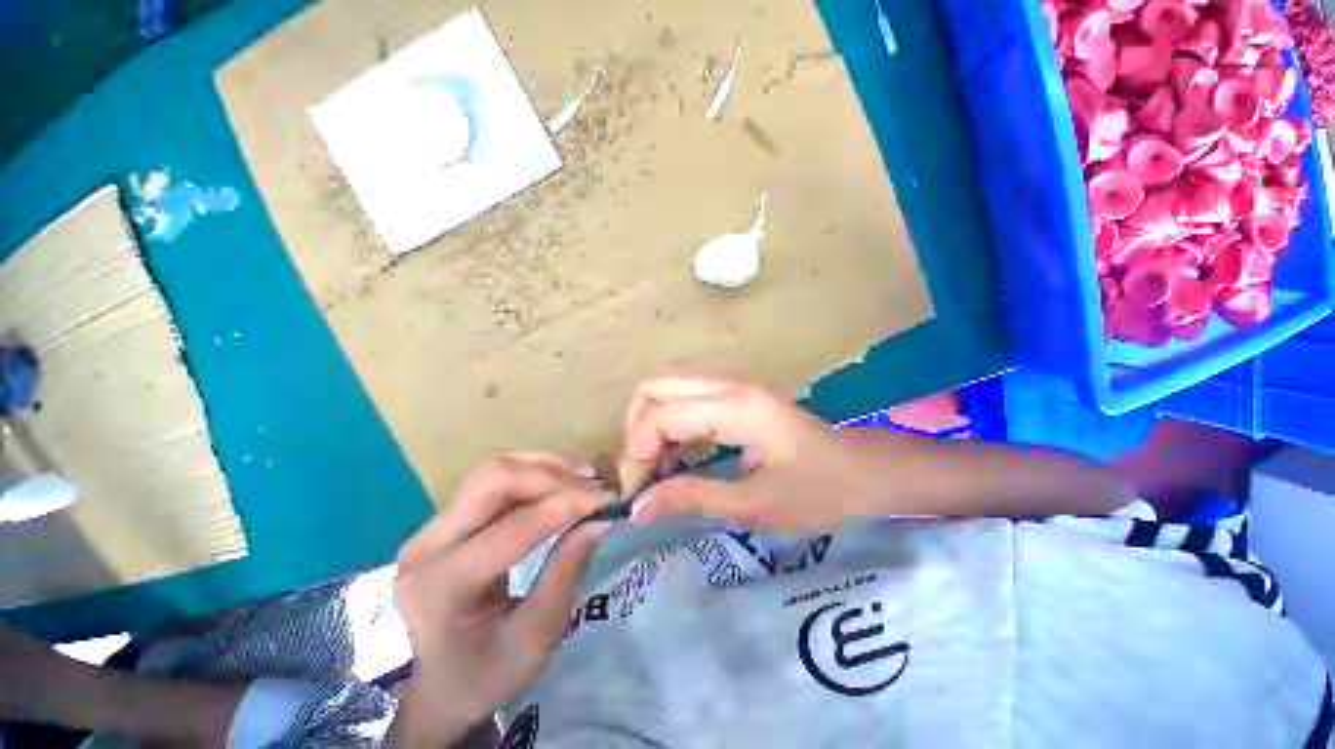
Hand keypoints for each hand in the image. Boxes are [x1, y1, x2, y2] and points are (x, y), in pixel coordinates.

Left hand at [391, 454, 610, 746]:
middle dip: (553, 475)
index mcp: (443, 586)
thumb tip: (600, 521)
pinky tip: (559, 480)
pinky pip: (493, 478)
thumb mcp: (531, 642)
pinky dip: (533, 471)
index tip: (609, 500)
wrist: (427, 691)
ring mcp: (432, 526)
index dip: (567, 504)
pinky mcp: (446, 519)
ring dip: (545, 467)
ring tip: (583, 478)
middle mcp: (429, 543)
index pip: (514, 526)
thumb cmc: (480, 678)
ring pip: (494, 469)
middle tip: (594, 487)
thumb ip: (565, 575)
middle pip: (495, 478)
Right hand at [621, 373, 881, 536]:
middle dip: (637, 428)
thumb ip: (692, 499)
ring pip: (665, 382)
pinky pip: (683, 390)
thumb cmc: (818, 491)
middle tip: (646, 471)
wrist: (862, 469)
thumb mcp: (754, 506)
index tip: (639, 491)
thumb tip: (637, 509)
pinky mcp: (734, 387)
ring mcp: (731, 378)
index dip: (638, 453)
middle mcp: (727, 381)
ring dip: (651, 420)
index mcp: (735, 406)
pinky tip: (679, 450)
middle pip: (653, 385)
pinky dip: (668, 416)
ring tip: (661, 463)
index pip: (659, 415)